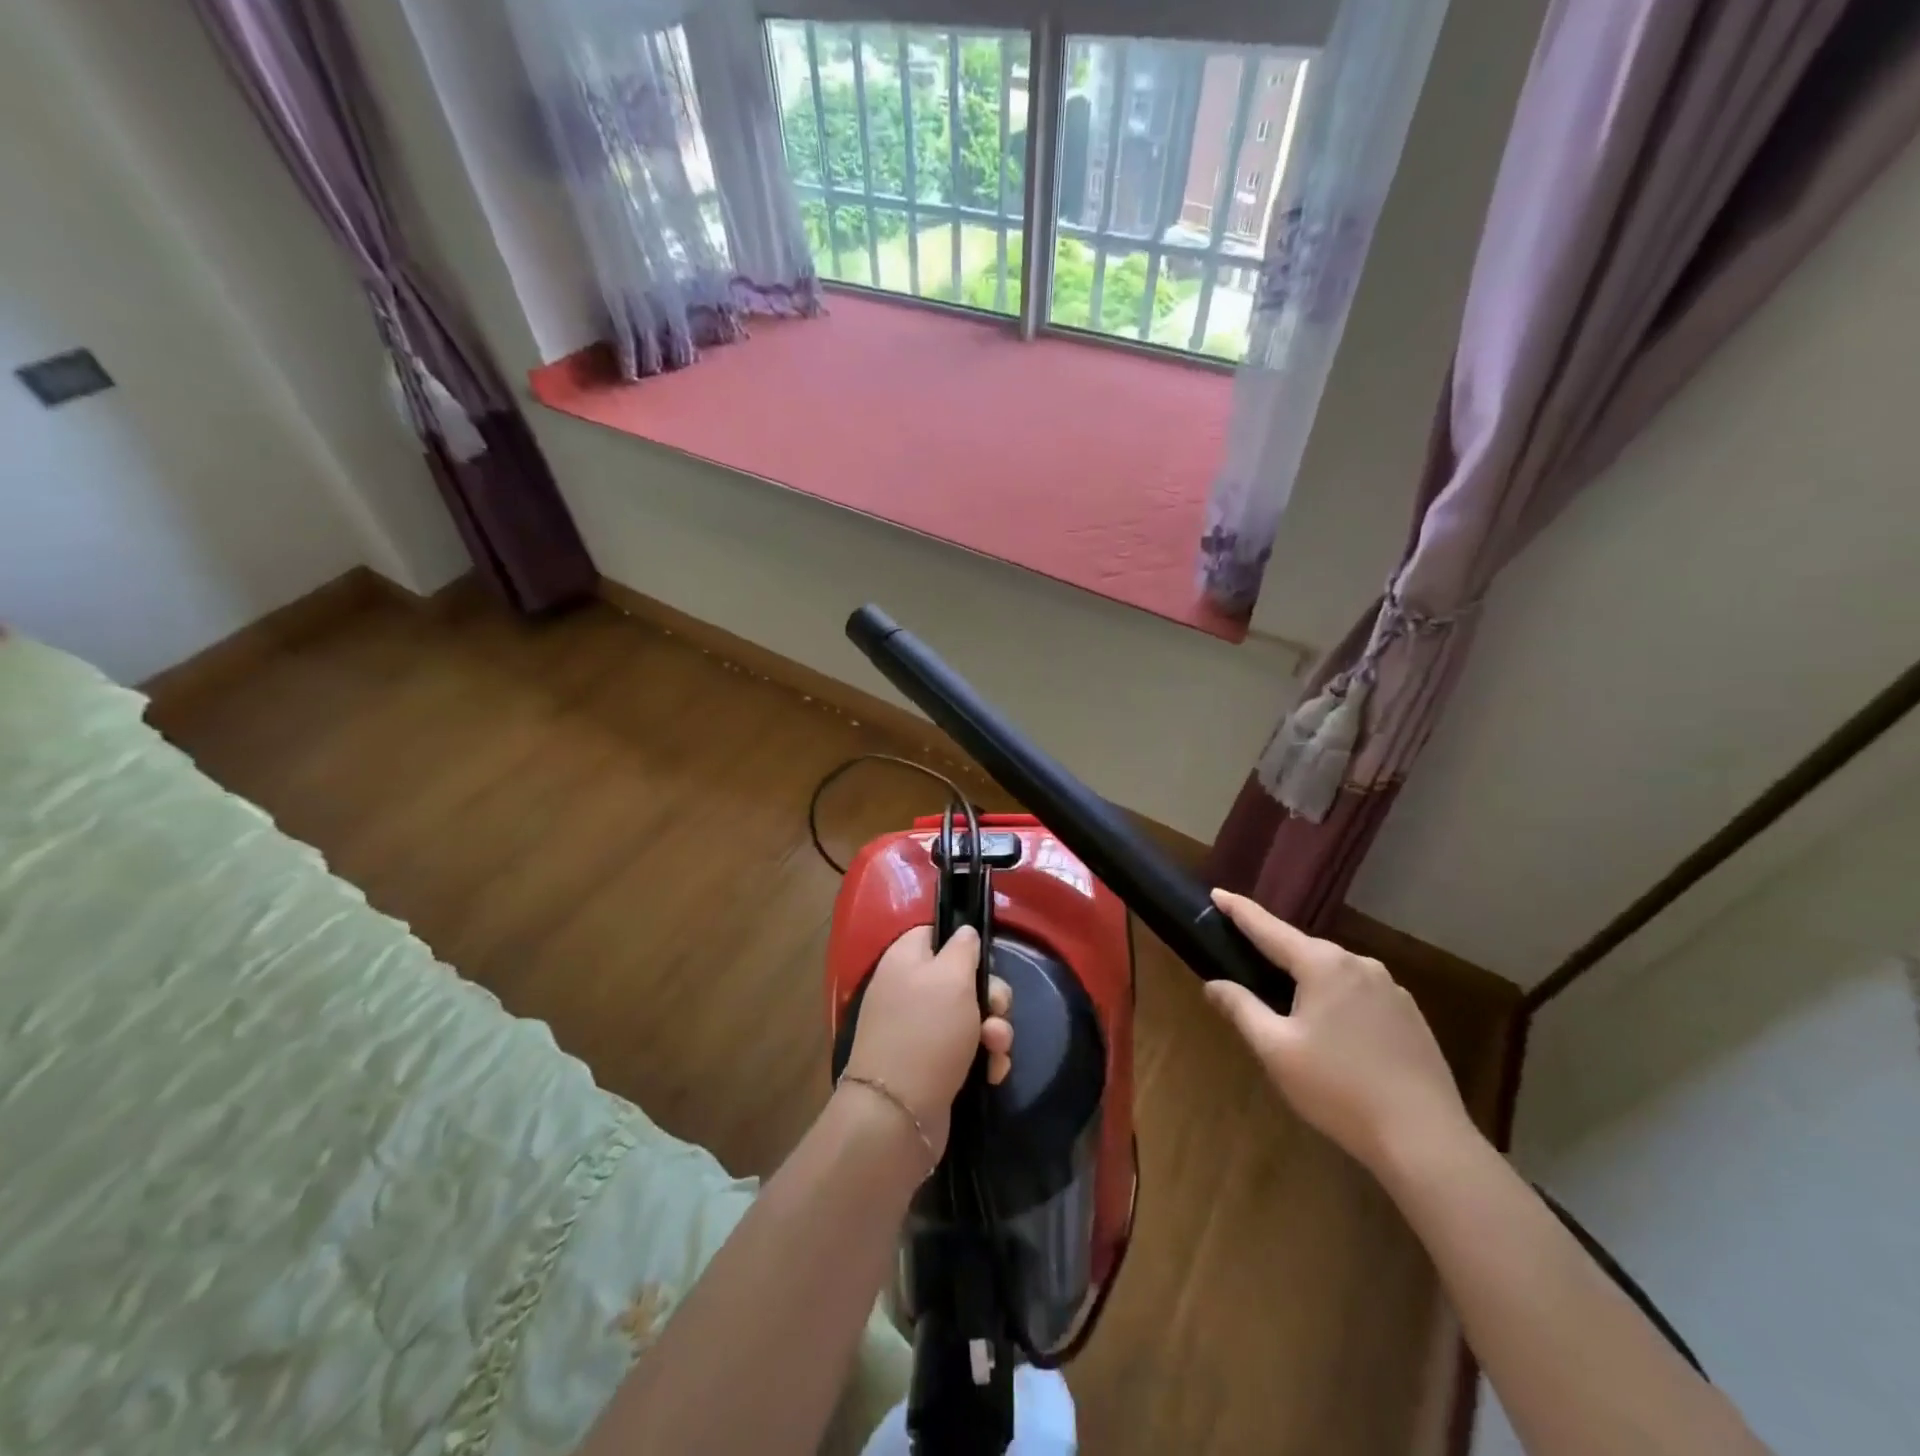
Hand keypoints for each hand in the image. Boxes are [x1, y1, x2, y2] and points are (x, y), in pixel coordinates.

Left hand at [841, 925, 1012, 1158]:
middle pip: (962, 978)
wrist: (899, 1112)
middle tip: (996, 1012)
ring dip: (994, 1032)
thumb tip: (964, 933)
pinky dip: (984, 1059)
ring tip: (997, 1049)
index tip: (983, 960)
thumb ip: (963, 948)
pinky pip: (967, 1050)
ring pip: (971, 1017)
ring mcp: (919, 1029)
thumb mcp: (952, 977)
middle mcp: (908, 990)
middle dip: (991, 996)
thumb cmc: (928, 1031)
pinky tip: (992, 1073)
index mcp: (905, 960)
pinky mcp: (931, 1064)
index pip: (934, 933)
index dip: (963, 944)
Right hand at [1204, 889, 1470, 1175]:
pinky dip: (1337, 999)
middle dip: (1274, 951)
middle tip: (1245, 958)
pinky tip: (1333, 1032)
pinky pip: (1360, 994)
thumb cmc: (1339, 1088)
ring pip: (1335, 972)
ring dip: (1308, 979)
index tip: (1217, 893)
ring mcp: (1392, 990)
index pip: (1269, 928)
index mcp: (1323, 965)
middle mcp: (1360, 965)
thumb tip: (1214, 984)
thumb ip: (1242, 1009)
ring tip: (1287, 1003)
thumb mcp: (1276, 1049)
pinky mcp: (1411, 1017)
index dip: (1240, 911)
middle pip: (1304, 949)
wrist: (1426, 1140)